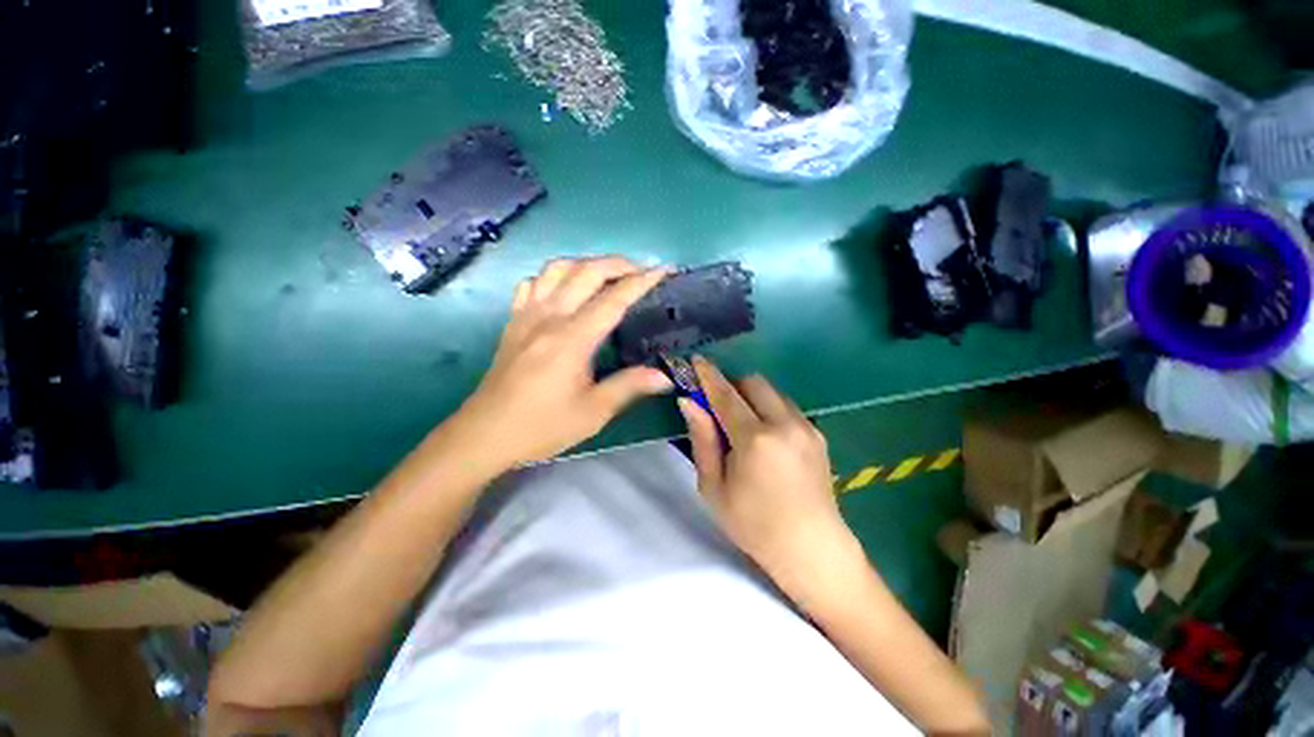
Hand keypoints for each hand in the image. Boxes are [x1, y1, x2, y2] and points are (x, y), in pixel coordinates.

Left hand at [454, 256, 673, 467]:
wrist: (485, 435)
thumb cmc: (542, 426)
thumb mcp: (593, 412)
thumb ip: (629, 386)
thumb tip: (665, 375)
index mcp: (572, 339)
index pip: (613, 299)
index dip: (642, 281)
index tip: (663, 270)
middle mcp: (549, 317)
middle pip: (586, 271)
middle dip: (618, 263)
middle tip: (642, 270)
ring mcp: (527, 315)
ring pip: (557, 269)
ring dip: (586, 263)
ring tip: (607, 274)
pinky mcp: (513, 322)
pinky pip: (533, 283)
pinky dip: (554, 276)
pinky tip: (564, 289)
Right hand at [679, 357, 861, 603]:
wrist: (812, 549)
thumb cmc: (753, 525)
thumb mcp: (714, 487)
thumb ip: (702, 439)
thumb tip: (689, 402)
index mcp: (755, 439)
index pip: (725, 394)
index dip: (708, 375)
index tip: (695, 360)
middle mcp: (784, 423)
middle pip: (753, 382)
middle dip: (732, 384)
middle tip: (717, 403)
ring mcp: (806, 426)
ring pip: (772, 391)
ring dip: (751, 396)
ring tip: (741, 422)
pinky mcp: (818, 433)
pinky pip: (787, 406)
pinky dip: (769, 408)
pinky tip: (764, 435)